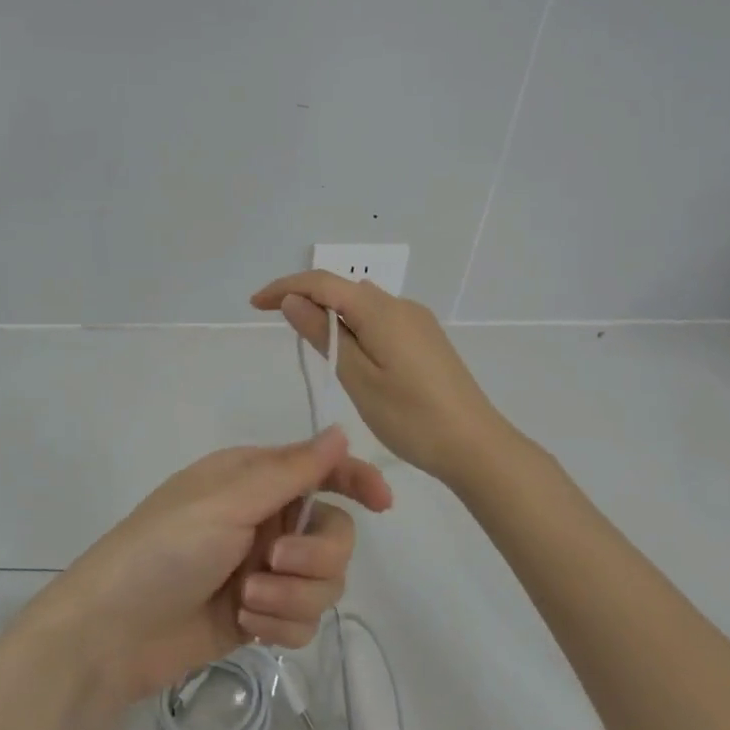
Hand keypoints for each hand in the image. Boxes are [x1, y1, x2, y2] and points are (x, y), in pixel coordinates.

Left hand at [22, 429, 392, 702]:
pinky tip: (249, 627)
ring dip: (292, 596)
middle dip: (314, 554)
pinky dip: (282, 625)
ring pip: (324, 581)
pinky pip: (305, 619)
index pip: (320, 469)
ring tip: (246, 601)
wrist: (113, 631)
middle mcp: (264, 520)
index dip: (356, 479)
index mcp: (253, 479)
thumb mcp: (227, 502)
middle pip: (334, 533)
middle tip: (274, 561)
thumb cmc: (165, 549)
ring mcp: (264, 570)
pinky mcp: (261, 615)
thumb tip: (340, 430)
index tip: (382, 503)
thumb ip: (290, 471)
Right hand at [252, 271, 510, 486]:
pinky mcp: (425, 339)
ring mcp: (416, 321)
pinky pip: (378, 319)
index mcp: (380, 310)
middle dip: (305, 299)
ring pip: (361, 304)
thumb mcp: (358, 378)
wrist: (476, 446)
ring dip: (330, 313)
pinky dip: (353, 326)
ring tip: (309, 343)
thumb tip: (293, 300)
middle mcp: (400, 305)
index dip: (284, 287)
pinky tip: (348, 354)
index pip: (321, 282)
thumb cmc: (411, 417)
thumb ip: (324, 335)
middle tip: (277, 325)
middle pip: (342, 288)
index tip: (254, 305)